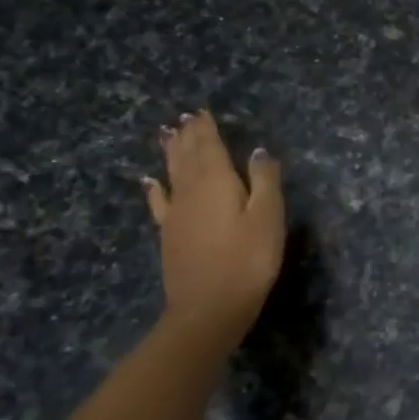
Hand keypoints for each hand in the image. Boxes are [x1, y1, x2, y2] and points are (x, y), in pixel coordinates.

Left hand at [142, 110, 284, 331]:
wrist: (209, 308)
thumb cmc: (248, 261)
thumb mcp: (268, 218)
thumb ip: (264, 181)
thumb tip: (258, 152)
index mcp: (217, 182)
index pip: (210, 146)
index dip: (206, 129)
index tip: (202, 111)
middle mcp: (190, 191)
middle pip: (187, 156)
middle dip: (188, 136)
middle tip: (184, 118)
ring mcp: (175, 214)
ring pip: (171, 174)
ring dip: (170, 153)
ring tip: (167, 135)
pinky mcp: (169, 235)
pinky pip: (159, 202)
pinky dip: (155, 189)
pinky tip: (150, 182)